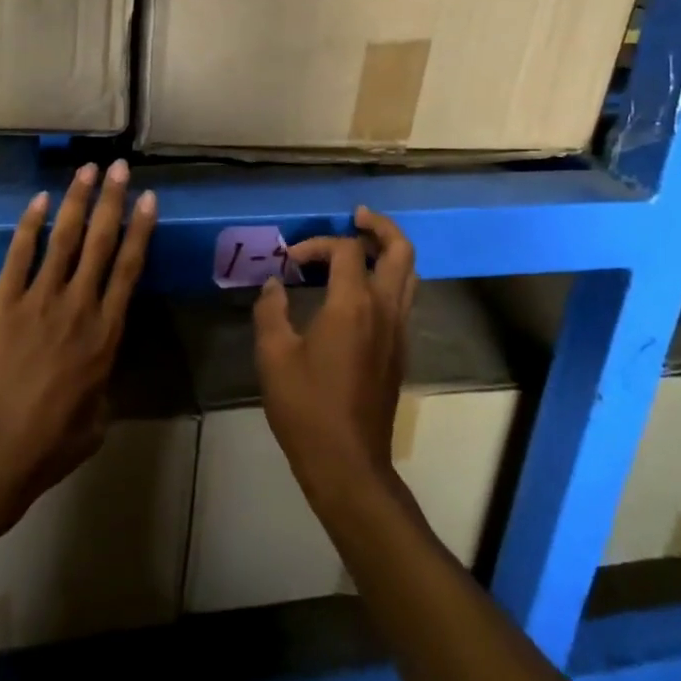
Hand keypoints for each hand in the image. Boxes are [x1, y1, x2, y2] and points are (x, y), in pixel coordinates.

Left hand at [0, 161, 157, 528]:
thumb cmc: (46, 445)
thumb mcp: (95, 421)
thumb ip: (102, 387)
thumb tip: (97, 375)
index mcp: (106, 335)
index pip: (130, 269)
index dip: (141, 230)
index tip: (149, 199)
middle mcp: (79, 306)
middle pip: (101, 242)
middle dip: (112, 200)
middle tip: (121, 167)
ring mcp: (39, 299)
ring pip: (64, 238)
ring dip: (76, 200)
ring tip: (87, 169)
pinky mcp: (2, 301)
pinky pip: (19, 253)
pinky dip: (29, 224)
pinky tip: (38, 199)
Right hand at [253, 207, 417, 508]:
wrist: (348, 463)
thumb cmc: (307, 408)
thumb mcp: (274, 356)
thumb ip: (270, 311)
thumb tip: (272, 285)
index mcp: (353, 305)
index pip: (346, 250)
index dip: (316, 245)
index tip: (289, 263)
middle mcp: (385, 310)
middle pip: (401, 251)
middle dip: (380, 227)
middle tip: (357, 217)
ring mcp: (398, 331)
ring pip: (409, 275)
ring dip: (389, 251)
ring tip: (360, 246)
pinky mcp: (400, 350)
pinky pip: (404, 298)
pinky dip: (388, 279)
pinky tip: (359, 291)